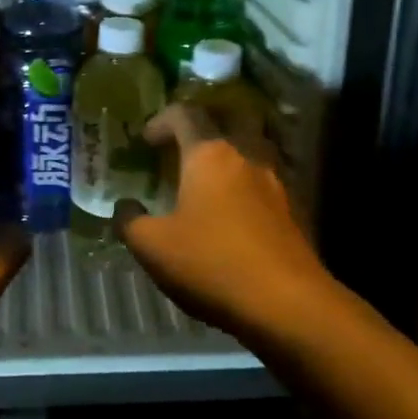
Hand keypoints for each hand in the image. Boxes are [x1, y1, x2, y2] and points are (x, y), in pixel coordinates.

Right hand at [117, 104, 332, 342]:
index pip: (184, 114)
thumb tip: (125, 207)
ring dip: (227, 158)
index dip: (161, 121)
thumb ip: (130, 221)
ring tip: (207, 183)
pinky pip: (262, 182)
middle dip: (202, 129)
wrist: (288, 304)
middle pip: (225, 121)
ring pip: (249, 151)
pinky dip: (245, 186)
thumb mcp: (153, 248)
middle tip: (182, 150)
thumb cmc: (212, 264)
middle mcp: (245, 155)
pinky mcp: (293, 210)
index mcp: (209, 153)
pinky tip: (234, 215)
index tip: (146, 141)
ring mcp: (274, 181)